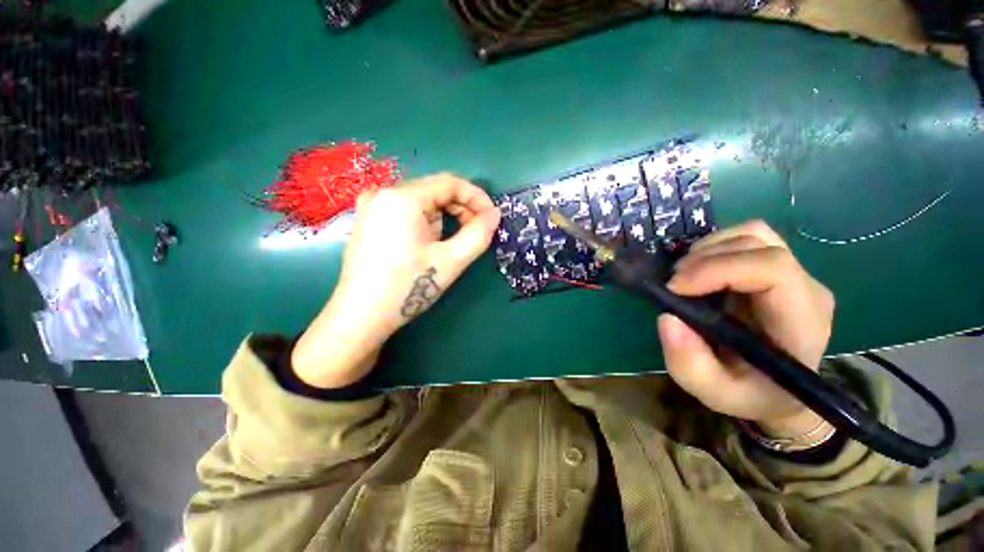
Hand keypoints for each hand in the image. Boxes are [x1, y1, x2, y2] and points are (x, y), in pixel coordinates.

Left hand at [292, 173, 500, 388]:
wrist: (361, 317)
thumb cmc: (407, 288)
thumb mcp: (451, 261)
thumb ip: (478, 234)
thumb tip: (495, 215)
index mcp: (402, 197)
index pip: (450, 183)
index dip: (477, 198)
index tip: (492, 218)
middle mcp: (383, 192)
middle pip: (436, 190)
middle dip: (461, 209)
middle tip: (476, 233)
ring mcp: (373, 205)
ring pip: (423, 201)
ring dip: (444, 219)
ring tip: (450, 245)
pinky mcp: (370, 219)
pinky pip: (408, 211)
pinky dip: (427, 222)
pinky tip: (429, 245)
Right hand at [657, 220, 835, 438]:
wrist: (780, 391)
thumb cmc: (751, 395)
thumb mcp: (715, 393)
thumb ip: (690, 364)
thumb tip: (667, 317)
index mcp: (801, 322)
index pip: (772, 268)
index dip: (717, 268)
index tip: (675, 287)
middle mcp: (806, 289)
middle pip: (759, 244)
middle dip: (704, 258)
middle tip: (673, 283)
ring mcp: (796, 274)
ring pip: (753, 233)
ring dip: (708, 249)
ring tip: (684, 276)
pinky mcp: (778, 268)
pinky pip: (747, 239)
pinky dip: (714, 246)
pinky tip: (699, 270)